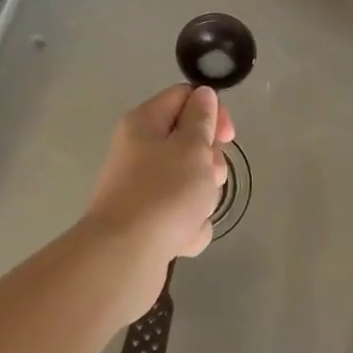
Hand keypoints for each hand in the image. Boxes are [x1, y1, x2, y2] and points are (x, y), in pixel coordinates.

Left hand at [82, 85, 235, 321]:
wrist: (125, 257)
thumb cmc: (163, 192)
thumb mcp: (192, 146)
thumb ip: (202, 119)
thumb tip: (202, 95)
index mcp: (146, 123)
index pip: (185, 96)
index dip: (212, 112)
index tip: (227, 137)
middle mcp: (141, 150)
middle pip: (192, 143)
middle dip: (210, 164)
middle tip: (207, 178)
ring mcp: (144, 189)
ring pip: (192, 183)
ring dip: (202, 200)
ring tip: (192, 214)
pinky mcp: (149, 222)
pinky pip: (183, 216)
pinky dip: (189, 227)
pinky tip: (181, 239)